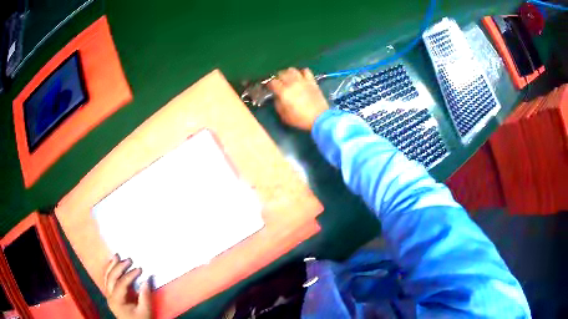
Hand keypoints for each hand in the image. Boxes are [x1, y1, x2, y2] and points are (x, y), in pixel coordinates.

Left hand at [104, 255, 151, 318]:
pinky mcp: (110, 294)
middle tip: (129, 260)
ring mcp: (108, 294)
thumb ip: (145, 296)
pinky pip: (107, 279)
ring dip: (111, 265)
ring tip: (117, 255)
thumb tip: (147, 279)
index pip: (121, 284)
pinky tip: (113, 263)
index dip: (130, 275)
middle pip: (111, 277)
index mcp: (117, 301)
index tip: (140, 269)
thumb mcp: (145, 311)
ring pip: (106, 276)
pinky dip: (110, 269)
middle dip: (119, 267)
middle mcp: (109, 296)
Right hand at [267, 68, 328, 129]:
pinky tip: (301, 77)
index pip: (272, 82)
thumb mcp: (284, 116)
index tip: (270, 88)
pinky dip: (302, 72)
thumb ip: (278, 104)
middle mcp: (292, 83)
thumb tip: (277, 97)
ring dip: (288, 73)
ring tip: (289, 78)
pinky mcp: (312, 81)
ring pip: (292, 70)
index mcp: (283, 92)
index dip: (270, 85)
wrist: (319, 118)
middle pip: (281, 73)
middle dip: (278, 78)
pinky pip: (306, 71)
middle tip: (279, 83)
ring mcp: (303, 80)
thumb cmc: (300, 119)